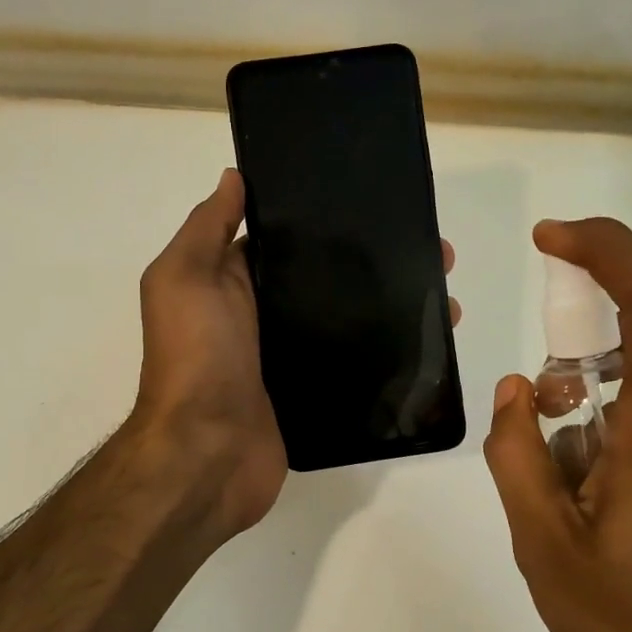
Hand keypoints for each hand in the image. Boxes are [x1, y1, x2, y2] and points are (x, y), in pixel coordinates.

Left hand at [131, 168, 461, 538]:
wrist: (206, 454)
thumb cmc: (196, 357)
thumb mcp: (185, 278)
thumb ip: (207, 228)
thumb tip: (234, 177)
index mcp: (232, 282)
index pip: (288, 241)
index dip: (329, 221)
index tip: (381, 205)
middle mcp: (263, 316)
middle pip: (327, 279)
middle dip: (377, 263)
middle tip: (436, 254)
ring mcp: (289, 358)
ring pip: (349, 321)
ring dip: (394, 306)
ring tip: (446, 300)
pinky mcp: (312, 394)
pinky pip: (354, 365)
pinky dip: (388, 354)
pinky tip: (428, 343)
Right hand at [482, 217, 631, 631]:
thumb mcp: (543, 543)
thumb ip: (516, 453)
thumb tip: (517, 388)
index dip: (605, 248)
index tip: (548, 238)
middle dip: (578, 343)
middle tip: (537, 407)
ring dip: (595, 394)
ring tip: (560, 471)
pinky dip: (620, 421)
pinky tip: (597, 491)